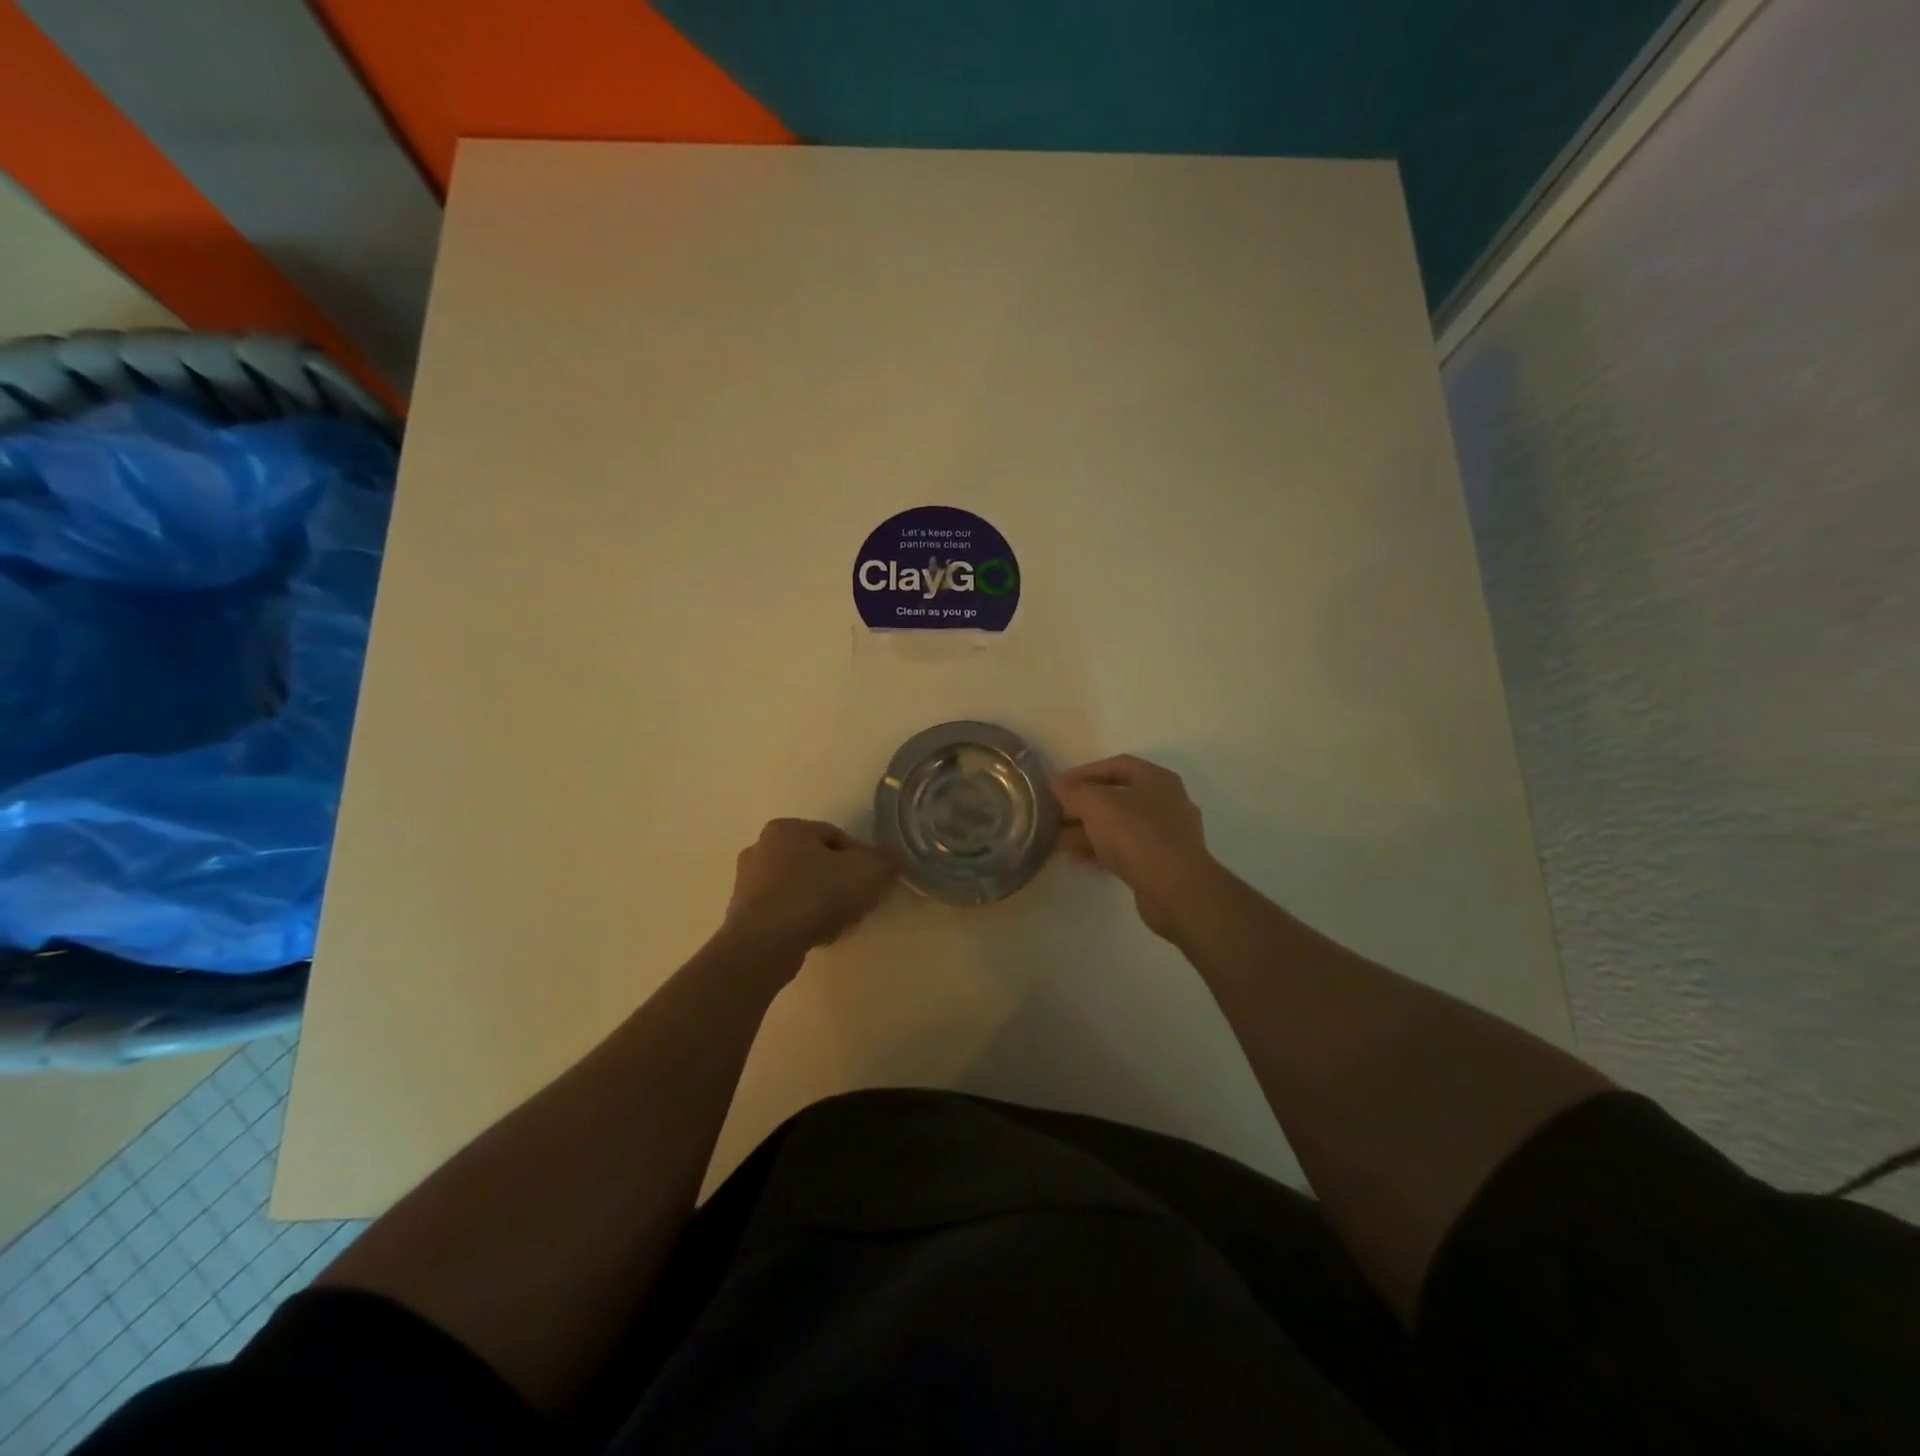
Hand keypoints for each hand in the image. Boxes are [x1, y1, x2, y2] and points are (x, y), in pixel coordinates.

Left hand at [725, 819, 896, 954]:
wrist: (765, 944)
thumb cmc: (816, 895)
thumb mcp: (867, 872)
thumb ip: (885, 861)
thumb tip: (893, 858)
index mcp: (787, 828)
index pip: (835, 836)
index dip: (860, 858)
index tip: (872, 881)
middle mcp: (761, 847)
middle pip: (815, 861)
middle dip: (839, 880)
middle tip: (857, 902)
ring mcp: (747, 882)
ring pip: (799, 886)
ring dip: (820, 901)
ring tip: (839, 922)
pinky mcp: (742, 914)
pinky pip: (783, 910)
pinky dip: (801, 919)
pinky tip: (816, 935)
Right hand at [1055, 756, 1220, 940]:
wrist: (1176, 889)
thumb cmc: (1137, 835)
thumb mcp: (1097, 804)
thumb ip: (1073, 791)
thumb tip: (1056, 785)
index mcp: (1157, 779)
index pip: (1115, 765)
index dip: (1083, 772)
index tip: (1057, 786)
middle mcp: (1166, 801)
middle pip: (1117, 796)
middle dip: (1082, 805)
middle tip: (1054, 815)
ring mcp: (1167, 834)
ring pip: (1120, 824)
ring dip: (1088, 829)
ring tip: (1058, 839)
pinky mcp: (1163, 862)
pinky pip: (1126, 848)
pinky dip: (1102, 849)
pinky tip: (1079, 857)